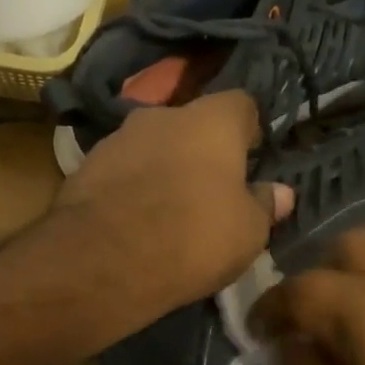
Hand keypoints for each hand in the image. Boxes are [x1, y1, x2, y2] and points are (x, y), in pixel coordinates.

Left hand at [50, 91, 292, 321]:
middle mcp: (162, 115)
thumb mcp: (247, 233)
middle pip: (191, 124)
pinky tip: (132, 219)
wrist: (102, 260)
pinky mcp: (84, 166)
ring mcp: (117, 137)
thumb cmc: (193, 237)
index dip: (249, 130)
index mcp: (211, 121)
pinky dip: (130, 186)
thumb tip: (280, 193)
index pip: (242, 104)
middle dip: (201, 150)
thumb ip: (265, 206)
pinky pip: (120, 170)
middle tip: (209, 189)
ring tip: (167, 209)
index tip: (251, 159)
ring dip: (162, 167)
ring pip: (152, 145)